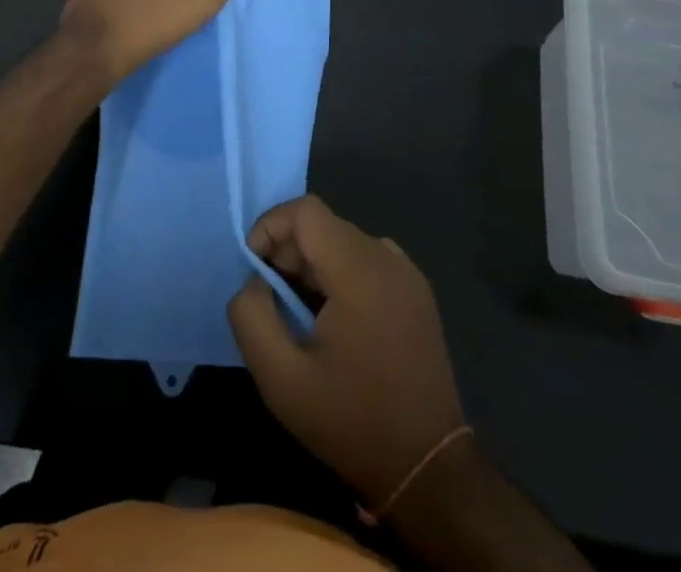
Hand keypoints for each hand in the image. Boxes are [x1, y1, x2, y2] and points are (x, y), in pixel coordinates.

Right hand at [228, 195, 465, 507]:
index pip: (306, 211)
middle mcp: (387, 258)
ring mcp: (408, 273)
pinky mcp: (418, 292)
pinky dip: (341, 275)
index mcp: (359, 270)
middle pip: (324, 226)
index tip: (255, 270)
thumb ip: (252, 316)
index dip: (271, 227)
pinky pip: (367, 260)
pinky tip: (337, 323)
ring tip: (303, 317)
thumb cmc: (352, 422)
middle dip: (288, 253)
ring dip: (313, 266)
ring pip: (343, 242)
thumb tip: (254, 279)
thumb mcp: (281, 380)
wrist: (428, 470)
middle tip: (275, 303)